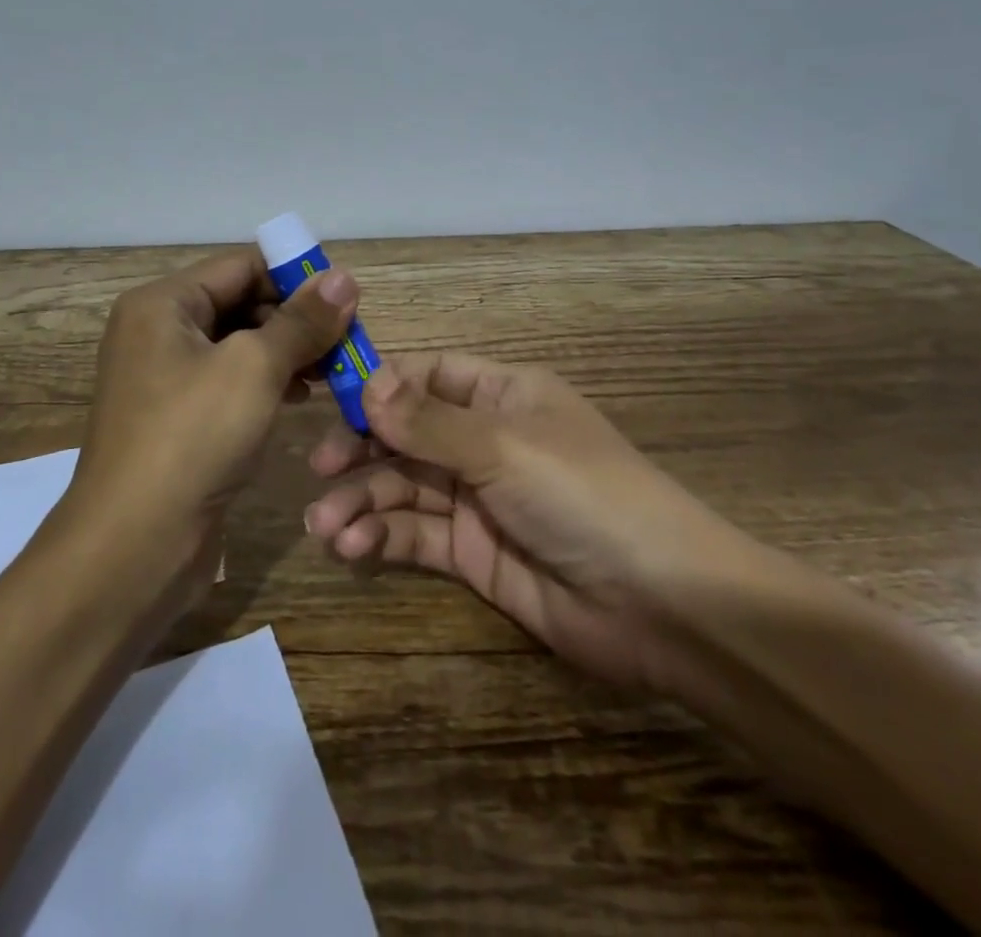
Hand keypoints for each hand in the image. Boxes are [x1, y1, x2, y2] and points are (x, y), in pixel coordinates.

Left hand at [71, 246, 357, 566]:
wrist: (132, 547)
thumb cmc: (191, 439)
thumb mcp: (254, 369)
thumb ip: (302, 321)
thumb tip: (344, 277)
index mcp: (162, 304)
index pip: (240, 266)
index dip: (295, 276)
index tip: (347, 298)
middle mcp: (157, 332)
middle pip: (239, 303)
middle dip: (294, 318)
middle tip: (347, 340)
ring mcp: (164, 379)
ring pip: (238, 345)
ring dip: (286, 351)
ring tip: (334, 369)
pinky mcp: (177, 419)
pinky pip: (229, 382)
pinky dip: (267, 382)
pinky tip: (301, 397)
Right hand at [303, 352, 760, 694]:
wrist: (662, 606)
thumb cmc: (583, 495)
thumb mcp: (503, 447)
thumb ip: (428, 422)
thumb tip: (364, 386)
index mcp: (503, 395)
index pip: (428, 374)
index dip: (381, 384)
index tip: (330, 399)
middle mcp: (486, 439)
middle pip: (407, 432)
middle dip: (361, 449)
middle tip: (318, 470)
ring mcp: (478, 498)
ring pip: (404, 486)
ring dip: (362, 500)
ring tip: (325, 526)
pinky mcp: (473, 553)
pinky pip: (417, 534)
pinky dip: (382, 537)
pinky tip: (353, 548)